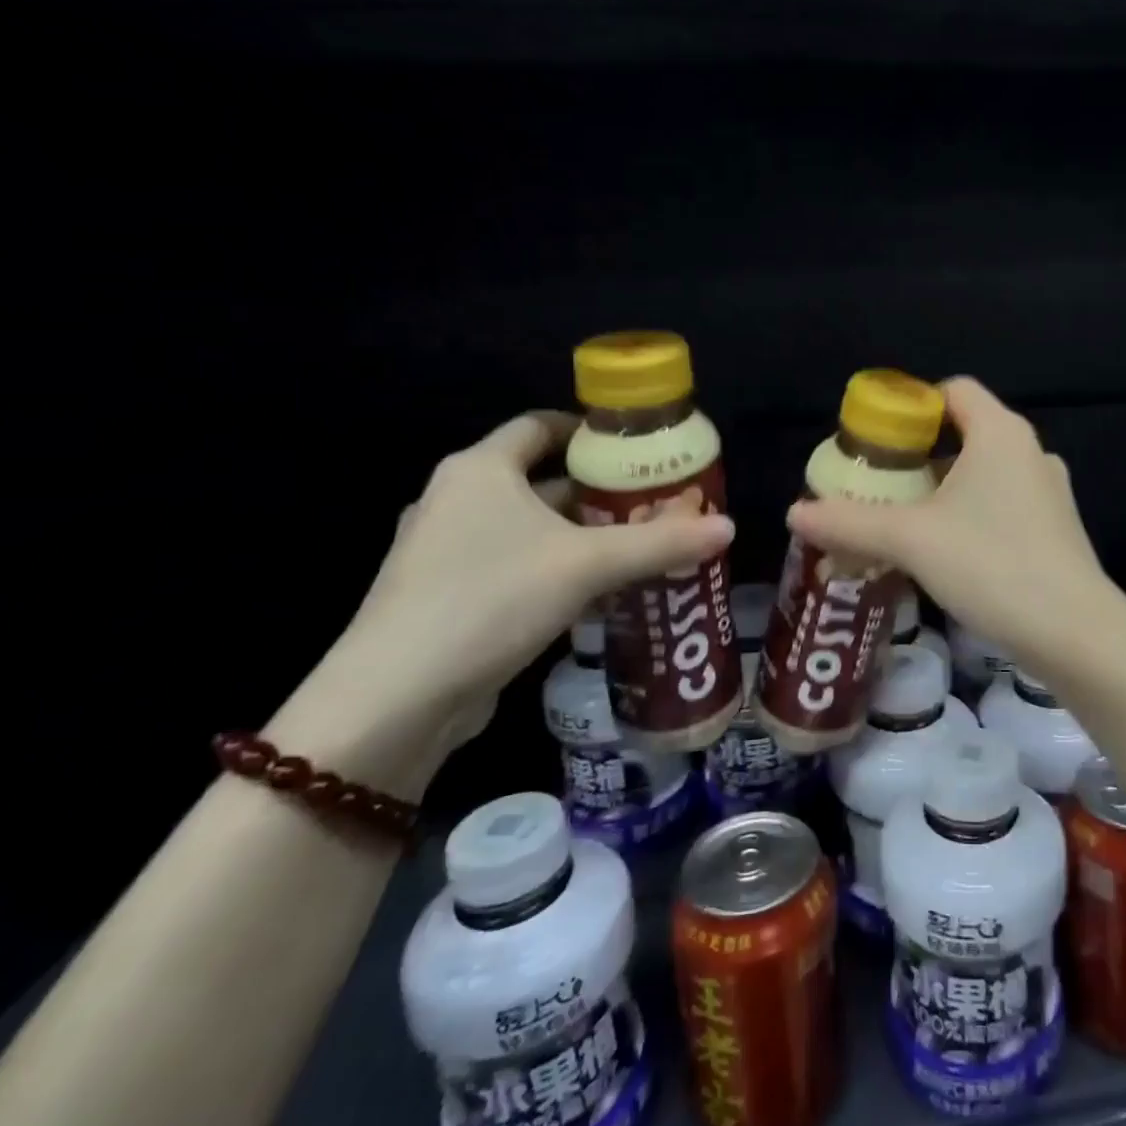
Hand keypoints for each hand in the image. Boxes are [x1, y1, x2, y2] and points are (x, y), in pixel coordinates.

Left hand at [272, 412, 732, 785]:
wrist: (396, 700)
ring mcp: (447, 551)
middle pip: (542, 479)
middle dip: (602, 491)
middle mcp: (458, 500)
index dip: (589, 430)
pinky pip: (518, 565)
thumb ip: (660, 542)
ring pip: (532, 528)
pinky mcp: (448, 597)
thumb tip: (730, 527)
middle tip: (658, 502)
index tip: (637, 446)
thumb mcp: (588, 564)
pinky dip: (558, 569)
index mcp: (481, 470)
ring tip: (641, 546)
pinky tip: (600, 592)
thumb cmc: (491, 599)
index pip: (540, 426)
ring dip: (584, 535)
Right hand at [787, 378, 1109, 665]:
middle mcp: (1030, 451)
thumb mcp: (911, 540)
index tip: (877, 441)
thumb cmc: (991, 564)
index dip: (912, 406)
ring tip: (903, 524)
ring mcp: (1048, 491)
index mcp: (999, 433)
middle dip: (917, 457)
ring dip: (942, 491)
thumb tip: (794, 513)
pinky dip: (970, 516)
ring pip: (983, 474)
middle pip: (964, 433)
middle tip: (878, 487)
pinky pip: (1002, 505)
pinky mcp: (1056, 528)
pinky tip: (945, 554)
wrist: (1074, 632)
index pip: (953, 390)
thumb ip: (850, 522)